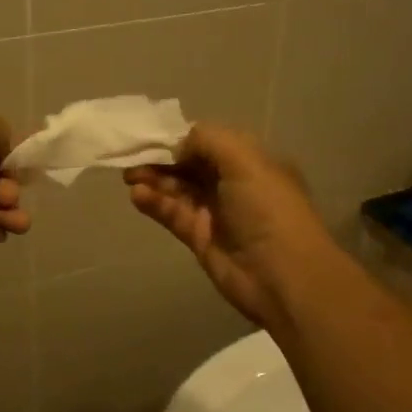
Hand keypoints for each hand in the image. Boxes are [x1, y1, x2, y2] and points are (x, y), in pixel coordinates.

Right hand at [124, 122, 336, 326]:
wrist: (281, 275)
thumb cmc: (267, 208)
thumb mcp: (244, 159)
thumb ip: (207, 140)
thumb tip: (178, 147)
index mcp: (251, 161)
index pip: (209, 142)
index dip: (181, 138)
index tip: (152, 136)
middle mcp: (234, 184)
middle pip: (190, 165)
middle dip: (162, 159)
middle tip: (131, 158)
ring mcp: (216, 212)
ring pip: (179, 189)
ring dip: (154, 180)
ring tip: (129, 176)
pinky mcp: (200, 238)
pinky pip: (173, 214)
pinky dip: (154, 203)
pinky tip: (137, 195)